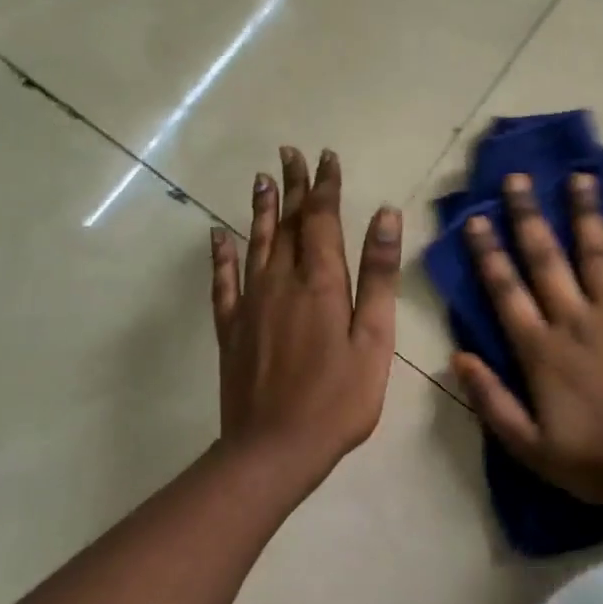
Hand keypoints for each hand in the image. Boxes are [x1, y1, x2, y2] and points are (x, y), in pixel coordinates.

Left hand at [210, 146, 402, 490]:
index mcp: (320, 282)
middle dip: (292, 186)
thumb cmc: (338, 397)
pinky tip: (217, 236)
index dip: (324, 186)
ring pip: (255, 243)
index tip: (325, 156)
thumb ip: (378, 274)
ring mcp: (251, 304)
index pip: (321, 219)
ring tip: (262, 178)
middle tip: (290, 153)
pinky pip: (223, 282)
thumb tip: (385, 215)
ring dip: (261, 209)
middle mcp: (281, 281)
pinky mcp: (231, 328)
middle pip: (287, 223)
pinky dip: (221, 255)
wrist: (274, 450)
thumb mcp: (374, 338)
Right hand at [454, 172, 602, 538]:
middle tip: (517, 179)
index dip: (488, 253)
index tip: (475, 219)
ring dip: (585, 214)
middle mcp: (575, 320)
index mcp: (540, 349)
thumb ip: (490, 400)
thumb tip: (457, 356)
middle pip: (546, 258)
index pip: (506, 290)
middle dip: (528, 216)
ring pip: (597, 254)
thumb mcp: (525, 445)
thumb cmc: (588, 458)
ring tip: (579, 177)